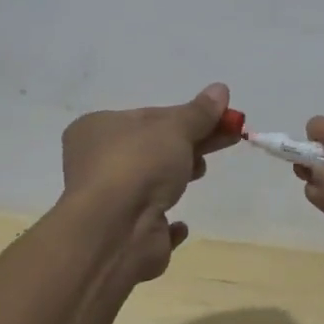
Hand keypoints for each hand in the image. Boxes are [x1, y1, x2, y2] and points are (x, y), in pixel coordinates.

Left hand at [61, 84, 239, 281]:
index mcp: (97, 129)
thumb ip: (198, 113)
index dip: (186, 116)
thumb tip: (220, 89)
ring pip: (151, 183)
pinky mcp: (123, 234)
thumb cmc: (138, 166)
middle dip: (190, 143)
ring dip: (177, 177)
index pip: (149, 116)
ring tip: (200, 173)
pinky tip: (180, 225)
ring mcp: (109, 201)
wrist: (115, 232)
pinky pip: (149, 223)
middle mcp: (96, 163)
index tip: (220, 119)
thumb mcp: (174, 129)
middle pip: (154, 147)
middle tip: (227, 139)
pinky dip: (166, 221)